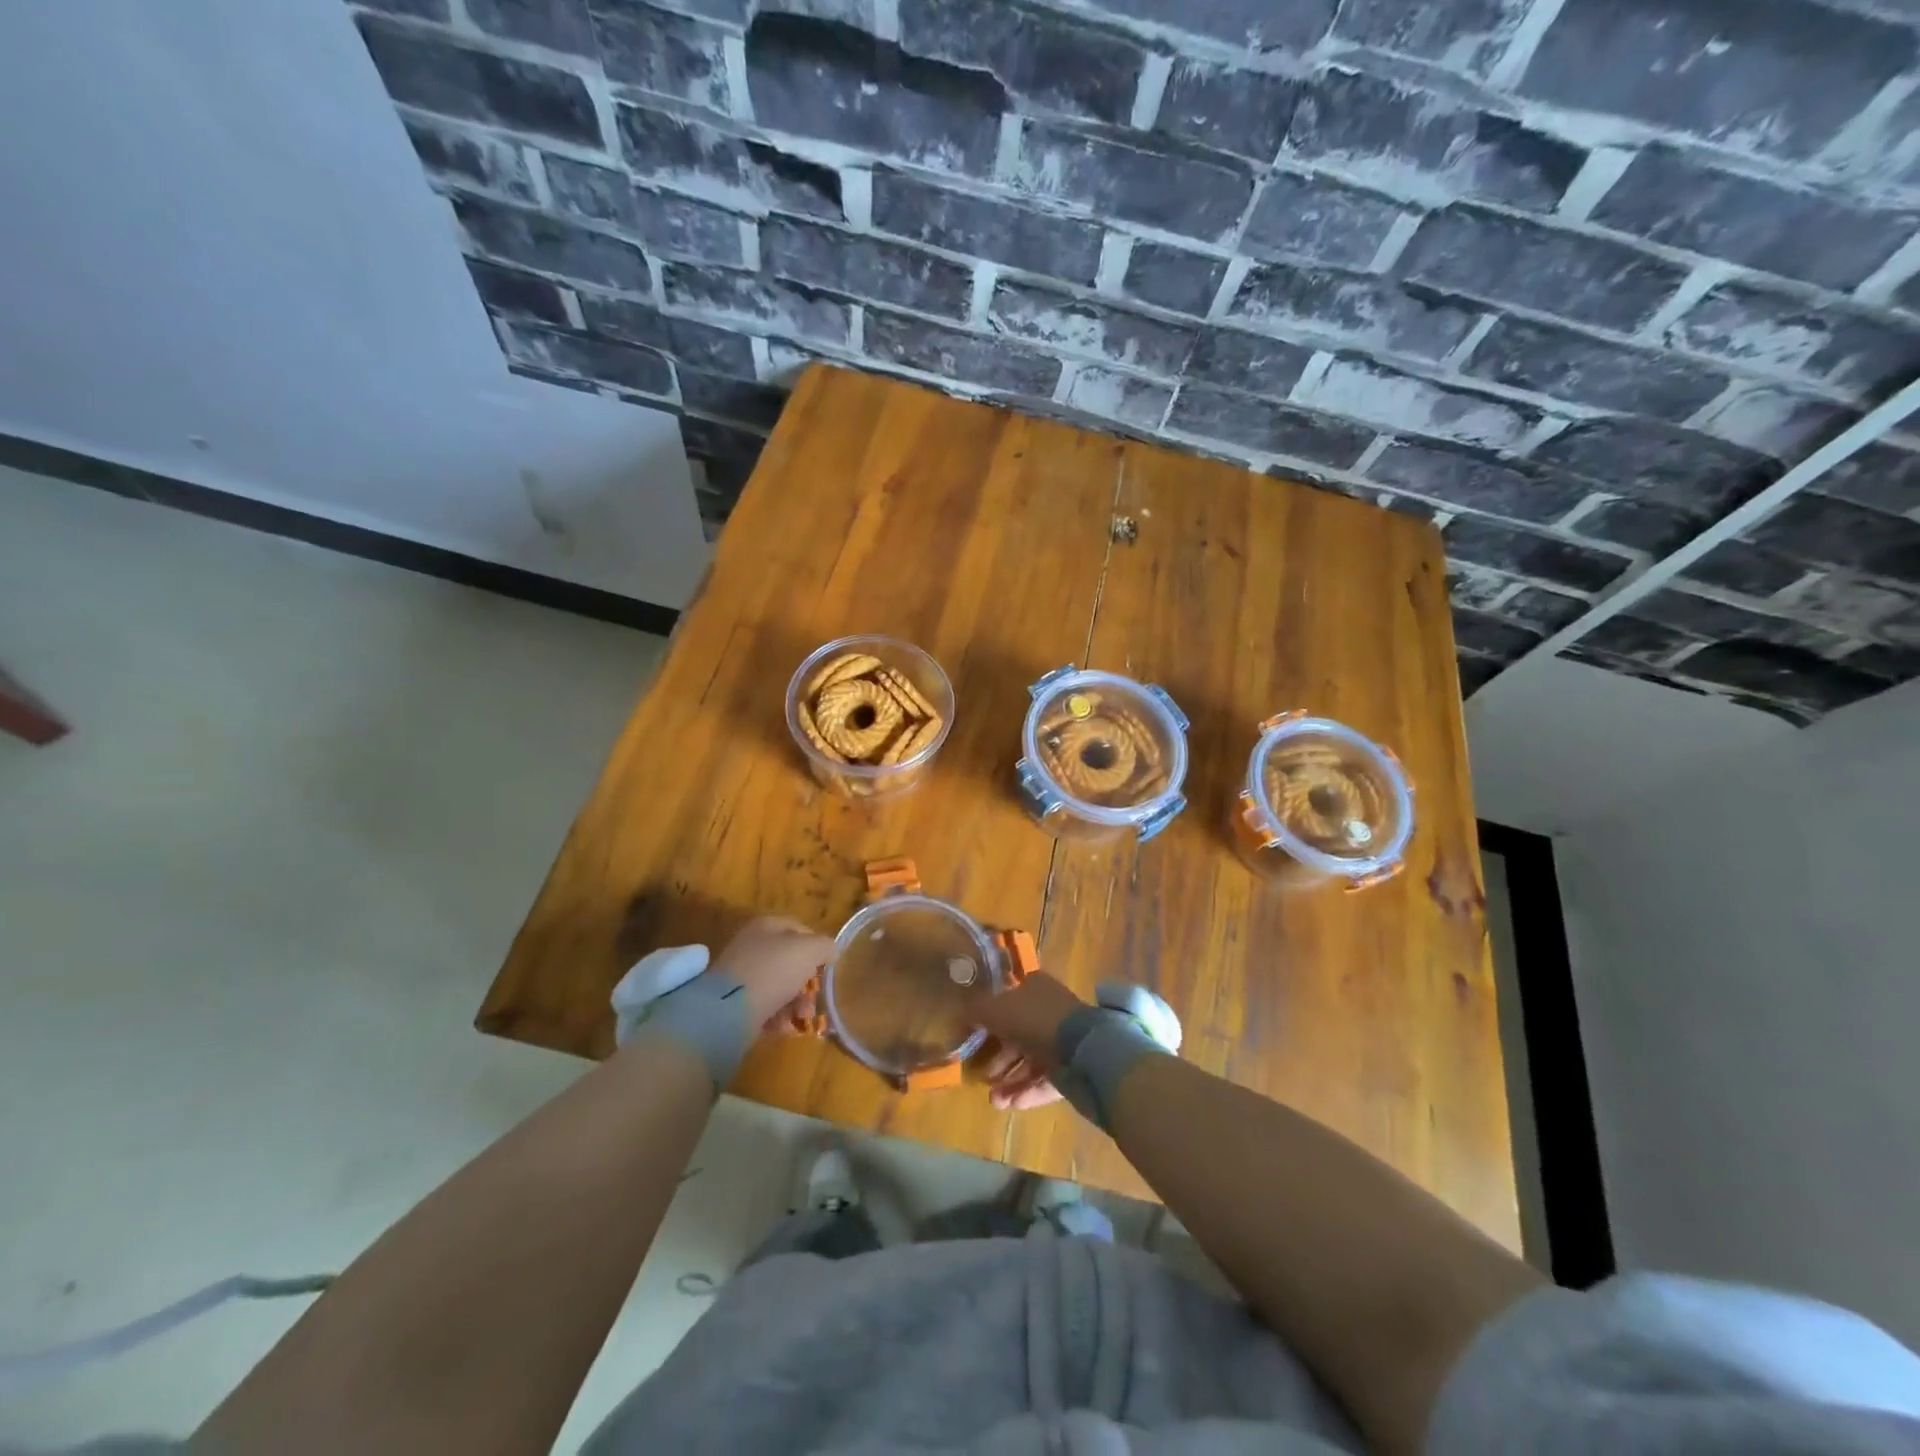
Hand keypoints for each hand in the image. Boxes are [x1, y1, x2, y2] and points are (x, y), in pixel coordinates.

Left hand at [709, 916, 834, 1029]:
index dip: (817, 947)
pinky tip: (782, 1026)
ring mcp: (740, 973)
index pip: (800, 929)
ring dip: (795, 1001)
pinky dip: (776, 1015)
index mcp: (766, 925)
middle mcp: (751, 944)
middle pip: (790, 960)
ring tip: (801, 1016)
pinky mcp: (733, 1000)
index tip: (827, 967)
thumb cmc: (774, 970)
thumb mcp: (810, 950)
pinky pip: (764, 1004)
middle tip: (815, 997)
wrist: (729, 1008)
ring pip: (779, 984)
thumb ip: (825, 946)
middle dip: (807, 981)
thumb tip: (830, 952)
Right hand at [968, 973, 1089, 1110]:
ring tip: (994, 1100)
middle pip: (1018, 1035)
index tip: (975, 1037)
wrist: (1081, 1048)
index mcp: (1035, 989)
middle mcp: (1050, 1011)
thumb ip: (975, 1011)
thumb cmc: (1033, 1020)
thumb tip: (959, 1015)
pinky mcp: (1072, 1068)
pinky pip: (1044, 1080)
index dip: (991, 1018)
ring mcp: (1063, 1041)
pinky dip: (1026, 1091)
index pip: (1009, 1000)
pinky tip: (1010, 1104)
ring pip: (1030, 1061)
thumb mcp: (995, 1009)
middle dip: (999, 1059)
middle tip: (982, 1076)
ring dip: (1010, 1081)